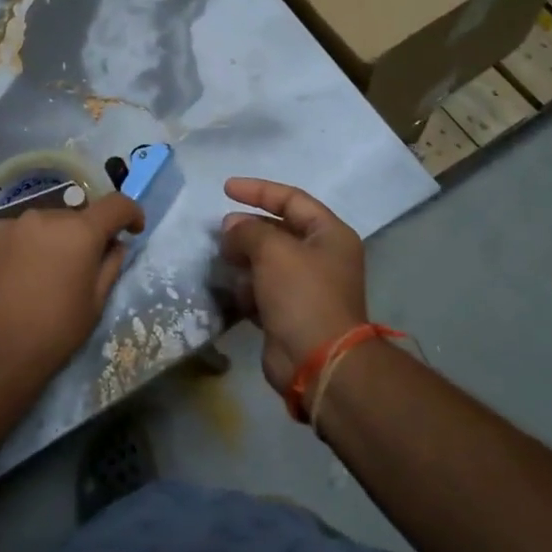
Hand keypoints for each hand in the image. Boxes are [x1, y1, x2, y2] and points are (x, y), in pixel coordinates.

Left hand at [0, 192, 145, 388]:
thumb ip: (110, 264)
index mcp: (79, 231)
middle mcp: (44, 216)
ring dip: (48, 240)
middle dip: (81, 235)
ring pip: (40, 225)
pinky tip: (13, 277)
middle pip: (74, 216)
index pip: (115, 204)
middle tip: (78, 266)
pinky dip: (20, 249)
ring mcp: (8, 224)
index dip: (130, 214)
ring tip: (40, 274)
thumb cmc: (54, 332)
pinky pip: (12, 235)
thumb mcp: (95, 303)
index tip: (132, 230)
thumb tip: (114, 243)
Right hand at [219, 178, 367, 402]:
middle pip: (279, 230)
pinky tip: (234, 292)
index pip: (292, 199)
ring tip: (223, 261)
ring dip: (244, 259)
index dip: (258, 190)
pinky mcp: (289, 314)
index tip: (225, 188)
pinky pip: (262, 290)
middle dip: (248, 228)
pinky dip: (247, 289)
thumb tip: (232, 228)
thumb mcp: (273, 250)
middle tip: (221, 232)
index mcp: (329, 234)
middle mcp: (321, 257)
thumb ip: (248, 230)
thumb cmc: (302, 295)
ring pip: (267, 262)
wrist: (318, 362)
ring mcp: (306, 288)